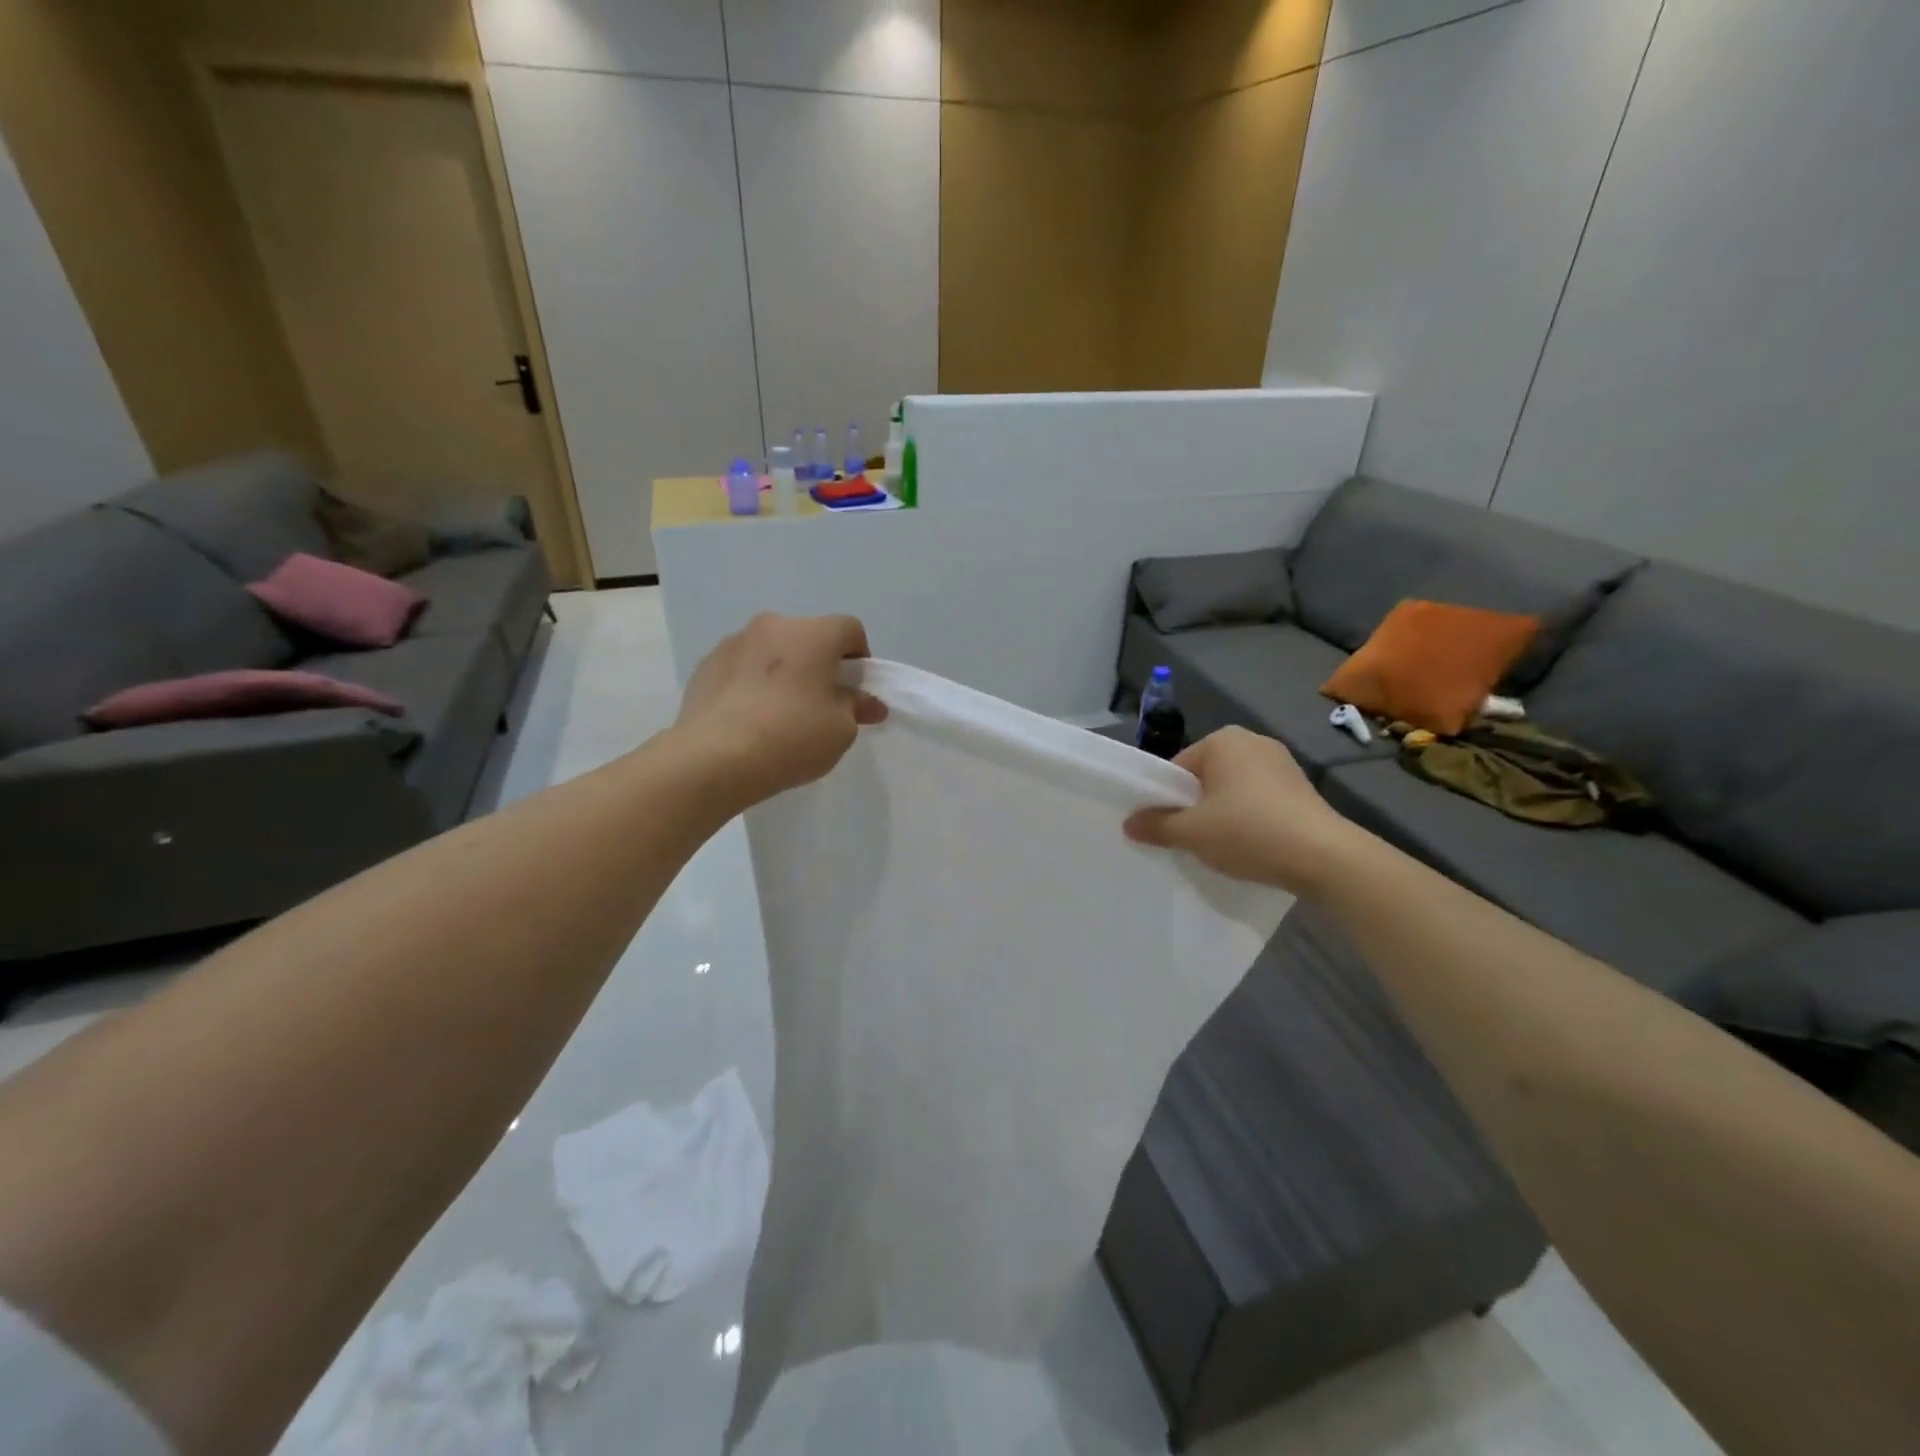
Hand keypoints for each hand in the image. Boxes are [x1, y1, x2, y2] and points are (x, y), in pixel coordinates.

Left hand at [674, 612, 886, 808]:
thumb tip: (869, 703)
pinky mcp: (706, 665)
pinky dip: (751, 684)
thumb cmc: (791, 738)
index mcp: (813, 634)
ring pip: (772, 651)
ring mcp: (734, 642)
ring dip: (783, 672)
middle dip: (819, 665)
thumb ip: (857, 709)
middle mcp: (773, 626)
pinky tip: (749, 719)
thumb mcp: (841, 730)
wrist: (714, 758)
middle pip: (808, 637)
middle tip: (820, 705)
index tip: (854, 692)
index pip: (850, 630)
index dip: (860, 659)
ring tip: (779, 715)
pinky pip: (741, 668)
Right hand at [1123, 727, 1368, 894]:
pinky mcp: (1302, 788)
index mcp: (1223, 740)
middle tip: (1189, 839)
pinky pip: (1259, 800)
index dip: (1166, 799)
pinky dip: (1249, 818)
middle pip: (1205, 777)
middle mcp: (1253, 741)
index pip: (1178, 768)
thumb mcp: (1192, 833)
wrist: (1324, 857)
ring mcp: (1282, 763)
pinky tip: (1250, 845)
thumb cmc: (1248, 832)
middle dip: (1195, 805)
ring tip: (1219, 846)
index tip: (1165, 827)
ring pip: (1233, 789)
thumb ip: (1156, 825)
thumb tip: (1129, 824)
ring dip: (1222, 813)